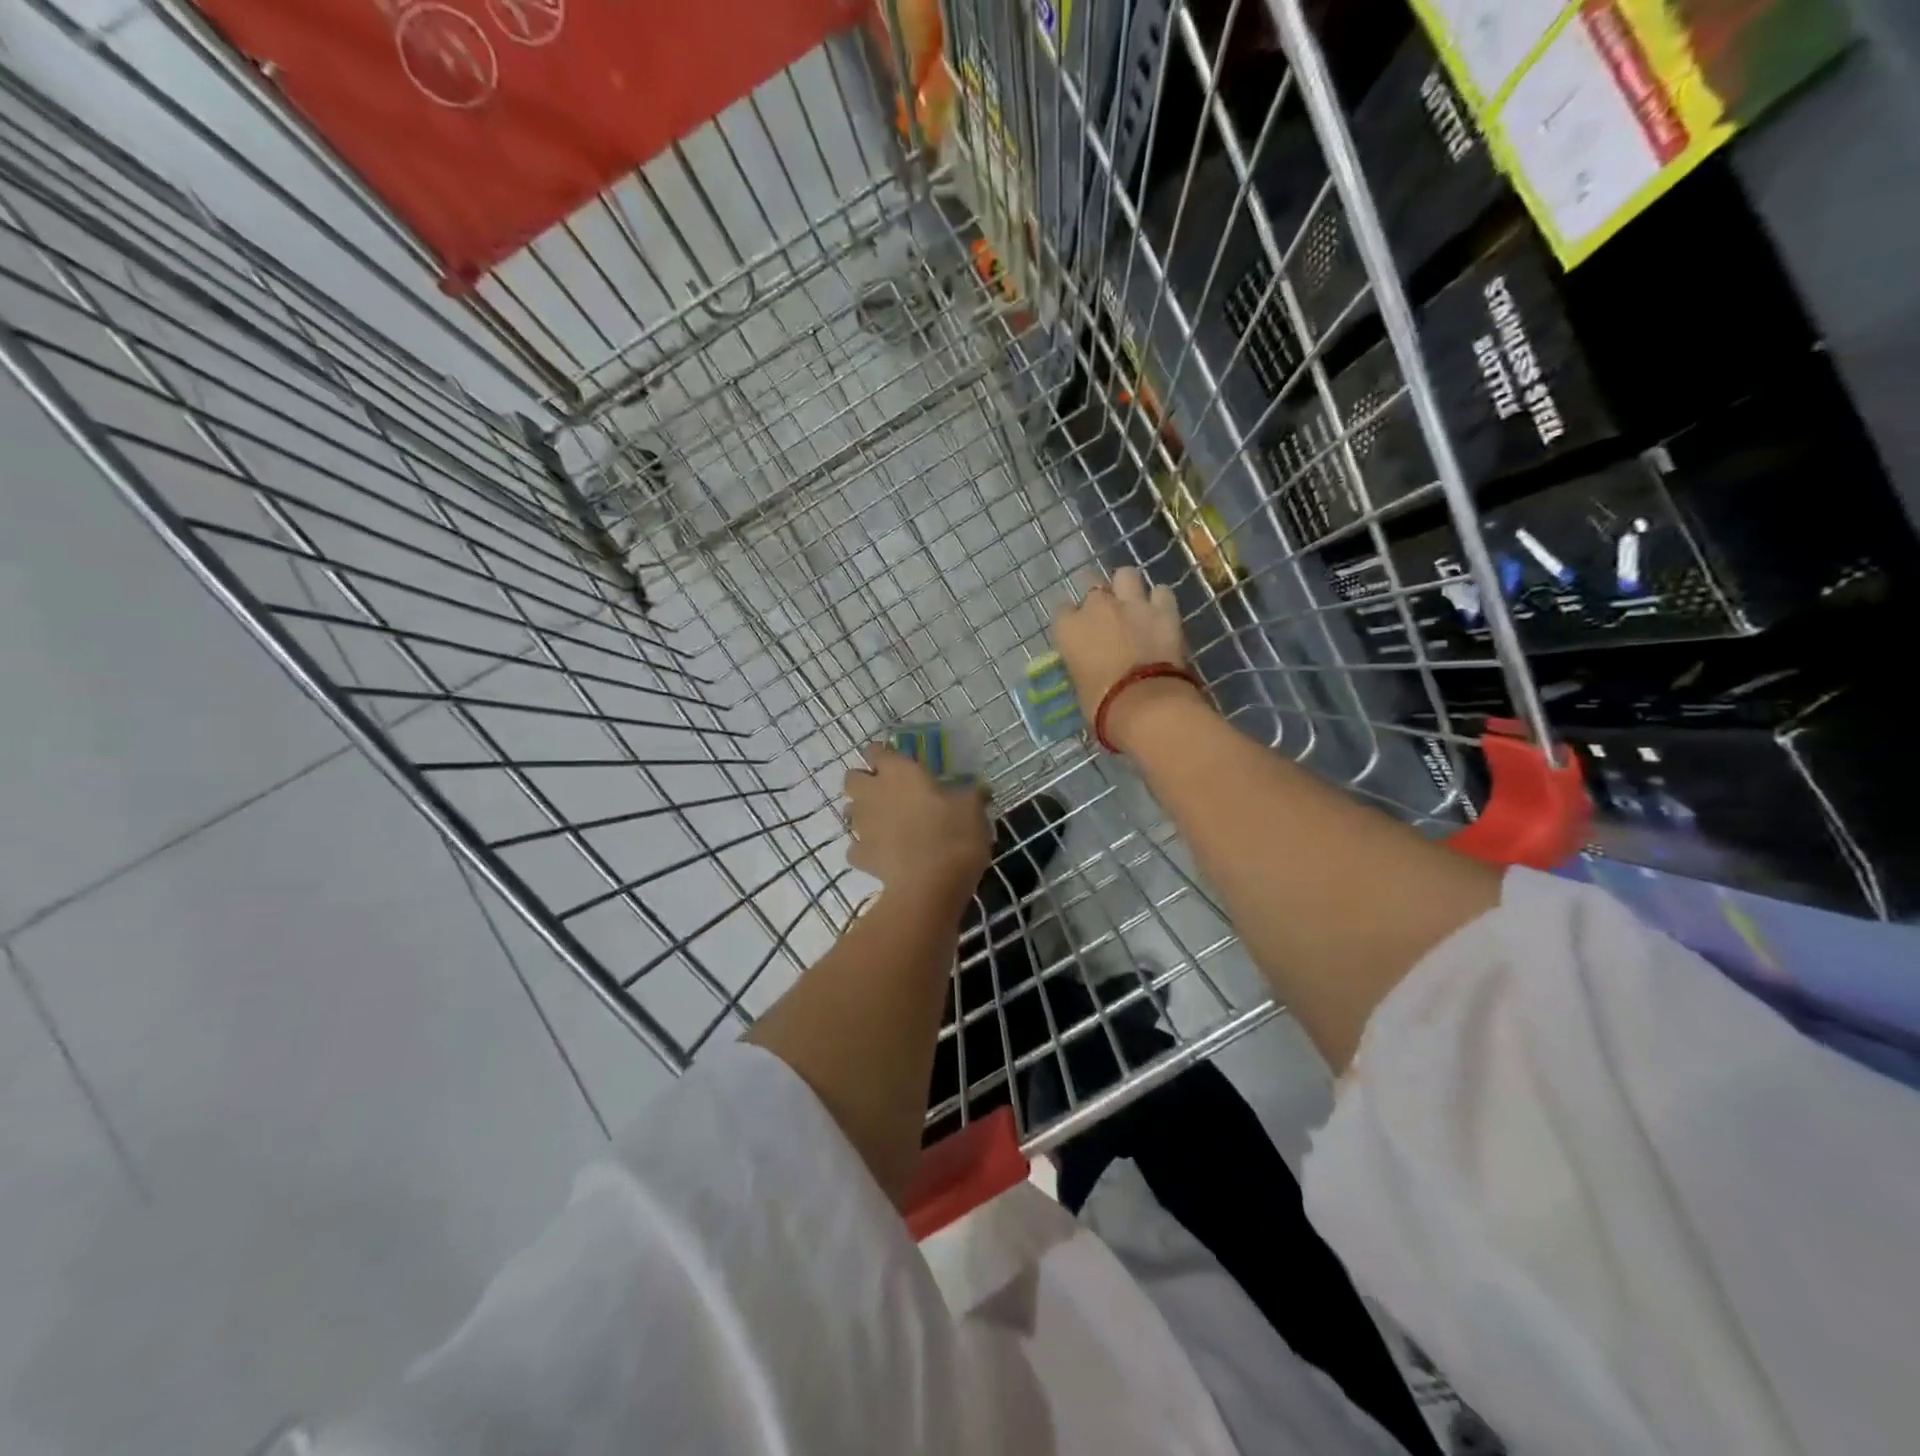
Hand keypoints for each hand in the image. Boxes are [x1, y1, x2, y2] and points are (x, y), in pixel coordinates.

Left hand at [843, 746, 990, 899]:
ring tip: (887, 823)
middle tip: (887, 791)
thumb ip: (972, 795)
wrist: (929, 887)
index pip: (876, 751)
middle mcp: (873, 793)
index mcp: (899, 772)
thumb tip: (980, 790)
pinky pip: (857, 847)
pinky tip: (885, 855)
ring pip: (850, 811)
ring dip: (863, 813)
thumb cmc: (953, 836)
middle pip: (852, 778)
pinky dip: (867, 849)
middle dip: (863, 782)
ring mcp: (862, 826)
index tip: (896, 762)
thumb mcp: (973, 810)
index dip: (882, 754)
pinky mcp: (860, 856)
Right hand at [1052, 566, 1204, 751]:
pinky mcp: (1164, 610)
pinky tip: (1160, 612)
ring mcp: (1132, 604)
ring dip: (1127, 587)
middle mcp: (1097, 607)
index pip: (1063, 611)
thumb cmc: (1102, 705)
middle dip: (1099, 599)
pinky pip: (1161, 592)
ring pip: (1126, 575)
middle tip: (1106, 616)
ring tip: (1132, 604)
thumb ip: (1083, 665)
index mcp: (1069, 628)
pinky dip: (1160, 601)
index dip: (1072, 620)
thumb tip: (1091, 666)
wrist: (1145, 704)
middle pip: (1093, 586)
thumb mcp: (1080, 685)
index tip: (1078, 632)